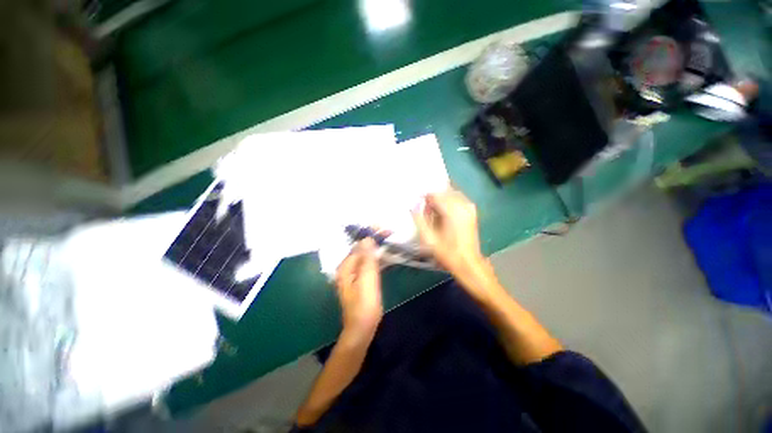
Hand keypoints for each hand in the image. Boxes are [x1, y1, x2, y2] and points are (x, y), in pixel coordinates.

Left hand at [335, 238, 382, 341]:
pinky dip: (376, 257)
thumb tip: (367, 239)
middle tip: (388, 232)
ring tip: (388, 239)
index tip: (383, 228)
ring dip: (376, 247)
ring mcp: (354, 274)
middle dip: (374, 239)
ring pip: (366, 255)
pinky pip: (369, 264)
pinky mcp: (361, 280)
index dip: (370, 235)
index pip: (358, 245)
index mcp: (346, 267)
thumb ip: (367, 259)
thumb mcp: (367, 280)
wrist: (362, 329)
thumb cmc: (365, 305)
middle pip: (361, 248)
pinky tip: (385, 254)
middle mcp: (348, 268)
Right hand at [412, 190, 497, 296]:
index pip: (434, 195)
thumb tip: (413, 206)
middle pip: (443, 192)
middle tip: (426, 211)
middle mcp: (462, 205)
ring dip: (441, 199)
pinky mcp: (472, 211)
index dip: (424, 198)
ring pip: (451, 193)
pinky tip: (444, 212)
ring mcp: (469, 207)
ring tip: (434, 212)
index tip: (418, 206)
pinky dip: (449, 201)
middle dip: (433, 198)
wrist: (468, 263)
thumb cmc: (447, 253)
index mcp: (452, 211)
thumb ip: (419, 219)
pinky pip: (458, 198)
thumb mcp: (428, 238)